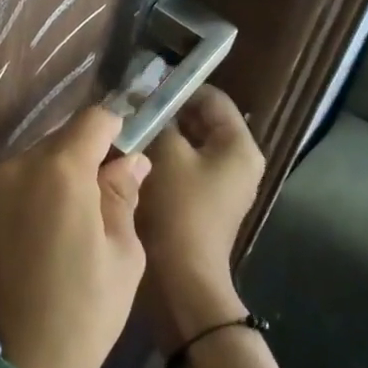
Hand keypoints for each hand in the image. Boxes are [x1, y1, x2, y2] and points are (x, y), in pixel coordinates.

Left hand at [0, 106, 148, 367]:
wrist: (12, 367)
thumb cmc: (81, 313)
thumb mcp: (123, 256)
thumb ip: (124, 195)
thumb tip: (131, 160)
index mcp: (59, 169)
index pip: (93, 119)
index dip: (117, 129)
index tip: (130, 153)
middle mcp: (19, 164)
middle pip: (63, 137)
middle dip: (89, 154)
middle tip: (110, 195)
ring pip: (39, 158)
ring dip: (62, 173)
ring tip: (81, 218)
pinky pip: (19, 180)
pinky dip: (39, 189)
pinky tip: (52, 228)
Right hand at [137, 85, 266, 353]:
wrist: (182, 279)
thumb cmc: (179, 209)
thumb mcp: (165, 153)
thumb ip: (157, 118)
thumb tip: (143, 97)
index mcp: (239, 146)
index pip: (210, 97)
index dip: (177, 88)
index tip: (142, 89)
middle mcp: (238, 161)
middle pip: (200, 119)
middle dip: (166, 112)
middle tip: (130, 109)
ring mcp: (223, 184)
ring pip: (189, 143)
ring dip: (161, 135)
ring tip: (128, 131)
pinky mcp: (205, 202)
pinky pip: (184, 166)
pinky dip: (163, 159)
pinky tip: (134, 159)